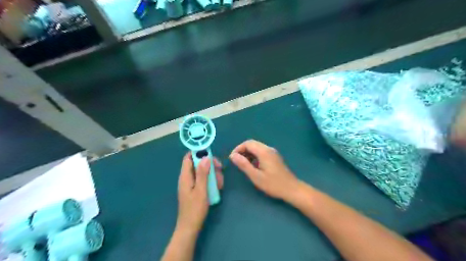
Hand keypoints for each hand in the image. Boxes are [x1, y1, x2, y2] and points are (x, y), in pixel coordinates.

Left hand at [177, 152, 223, 232]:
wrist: (190, 227)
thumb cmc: (195, 209)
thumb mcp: (201, 190)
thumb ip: (202, 173)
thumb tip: (205, 157)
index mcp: (185, 176)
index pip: (188, 158)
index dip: (198, 153)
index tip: (210, 154)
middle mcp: (187, 178)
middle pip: (197, 164)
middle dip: (209, 164)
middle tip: (220, 168)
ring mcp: (191, 184)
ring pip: (202, 172)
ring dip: (212, 173)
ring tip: (220, 182)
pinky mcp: (195, 189)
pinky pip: (203, 180)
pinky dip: (210, 180)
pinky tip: (217, 187)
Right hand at [230, 140, 301, 201]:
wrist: (292, 189)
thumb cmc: (273, 184)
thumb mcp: (256, 176)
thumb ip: (244, 165)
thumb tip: (233, 155)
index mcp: (264, 152)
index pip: (248, 143)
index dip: (238, 149)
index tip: (232, 159)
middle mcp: (269, 149)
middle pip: (252, 144)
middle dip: (242, 150)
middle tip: (236, 161)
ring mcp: (273, 152)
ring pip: (257, 147)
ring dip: (248, 153)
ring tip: (243, 164)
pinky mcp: (274, 157)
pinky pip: (261, 151)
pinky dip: (254, 155)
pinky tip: (252, 165)